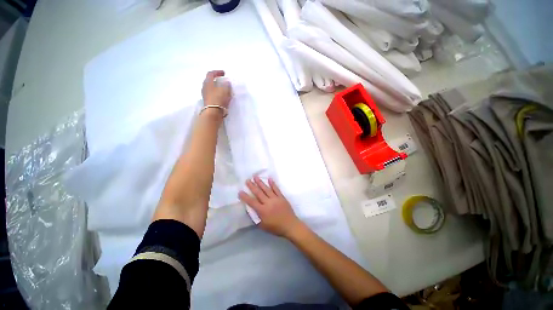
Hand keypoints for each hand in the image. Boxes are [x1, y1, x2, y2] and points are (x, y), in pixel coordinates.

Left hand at [202, 70, 231, 108]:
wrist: (213, 112)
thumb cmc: (218, 99)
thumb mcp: (225, 90)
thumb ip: (227, 85)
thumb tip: (227, 82)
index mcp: (208, 82)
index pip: (211, 74)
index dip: (217, 72)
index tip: (223, 73)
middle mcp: (205, 87)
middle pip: (210, 81)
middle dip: (216, 80)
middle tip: (222, 80)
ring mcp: (206, 95)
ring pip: (211, 88)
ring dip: (217, 87)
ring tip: (223, 89)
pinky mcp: (208, 102)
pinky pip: (213, 95)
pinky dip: (217, 94)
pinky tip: (222, 96)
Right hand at [239, 176, 303, 238]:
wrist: (290, 225)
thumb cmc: (276, 228)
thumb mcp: (263, 226)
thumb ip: (256, 217)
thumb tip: (250, 210)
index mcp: (263, 211)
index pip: (252, 202)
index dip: (245, 197)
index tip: (240, 191)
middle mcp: (268, 202)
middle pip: (259, 193)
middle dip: (252, 186)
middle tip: (247, 180)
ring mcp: (275, 198)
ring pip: (266, 189)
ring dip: (260, 182)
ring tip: (255, 177)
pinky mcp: (281, 197)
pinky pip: (276, 189)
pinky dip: (273, 184)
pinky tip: (270, 178)